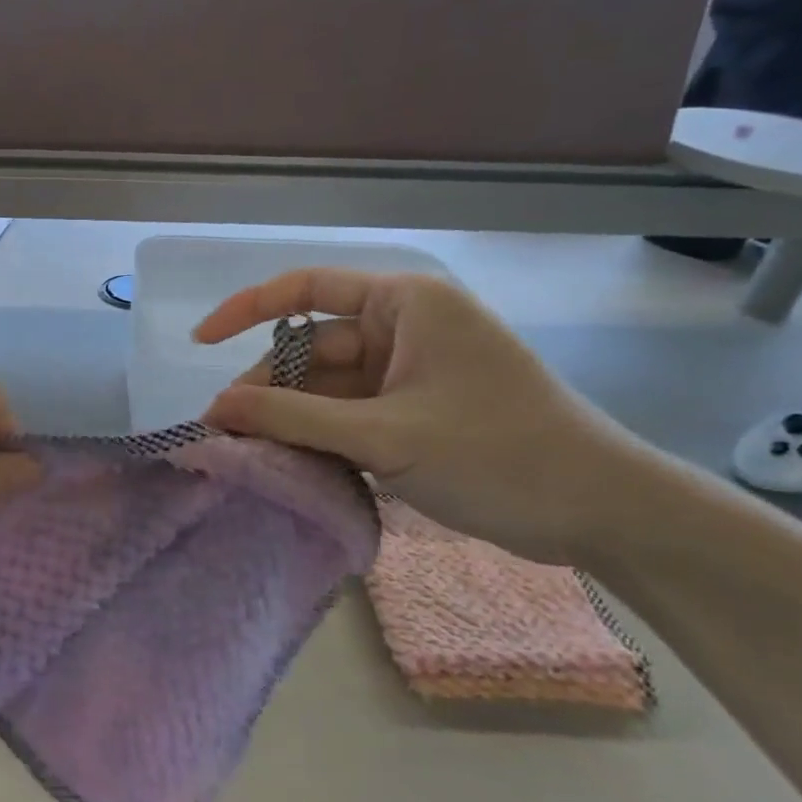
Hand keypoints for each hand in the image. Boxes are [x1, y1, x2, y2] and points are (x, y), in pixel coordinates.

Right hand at [197, 270, 647, 565]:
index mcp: (404, 304)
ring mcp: (409, 373)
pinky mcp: (414, 413)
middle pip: (312, 348)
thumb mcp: (385, 435)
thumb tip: (213, 407)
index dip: (246, 309)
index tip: (200, 344)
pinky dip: (319, 437)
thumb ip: (293, 418)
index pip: (306, 289)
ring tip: (247, 453)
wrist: (601, 512)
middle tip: (223, 430)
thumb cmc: (498, 453)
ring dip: (291, 418)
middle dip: (267, 386)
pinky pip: (349, 415)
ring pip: (327, 388)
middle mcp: (403, 328)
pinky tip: (288, 463)